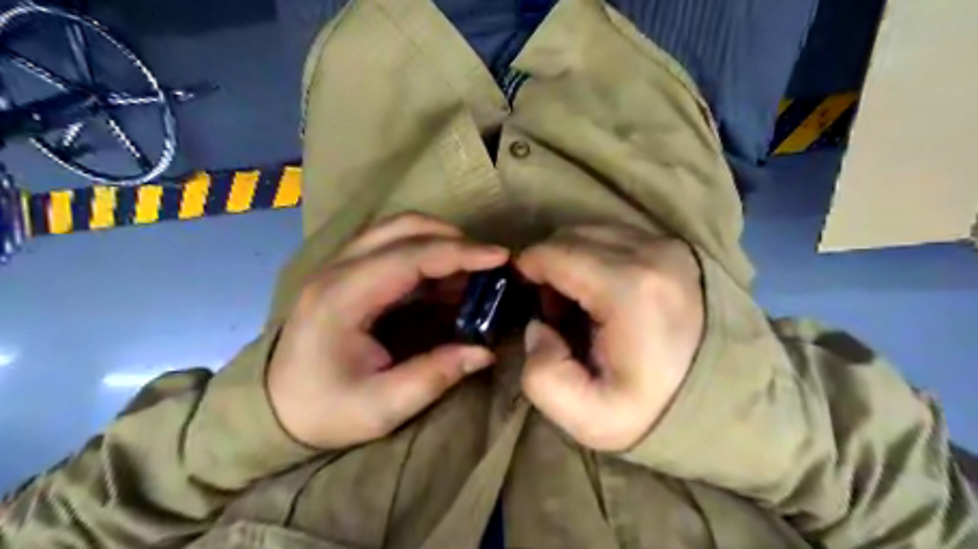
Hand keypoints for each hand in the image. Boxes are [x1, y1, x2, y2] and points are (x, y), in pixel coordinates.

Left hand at [268, 215, 507, 450]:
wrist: (272, 410)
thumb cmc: (323, 411)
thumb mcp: (382, 406)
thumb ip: (435, 375)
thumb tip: (484, 351)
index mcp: (343, 297)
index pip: (410, 256)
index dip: (460, 253)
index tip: (500, 257)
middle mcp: (338, 269)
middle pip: (403, 227)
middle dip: (454, 238)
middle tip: (489, 264)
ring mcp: (340, 265)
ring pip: (398, 229)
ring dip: (440, 240)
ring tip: (472, 270)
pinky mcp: (347, 272)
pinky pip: (393, 245)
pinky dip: (426, 252)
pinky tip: (446, 278)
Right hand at [515, 225, 706, 451]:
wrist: (725, 401)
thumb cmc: (654, 411)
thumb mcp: (587, 417)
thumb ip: (542, 374)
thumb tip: (538, 326)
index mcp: (629, 288)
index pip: (553, 252)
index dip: (527, 272)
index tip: (527, 301)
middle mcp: (652, 253)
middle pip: (570, 235)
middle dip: (549, 267)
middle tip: (554, 310)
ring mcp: (668, 246)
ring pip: (592, 231)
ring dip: (572, 259)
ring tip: (579, 302)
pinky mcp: (676, 249)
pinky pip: (616, 236)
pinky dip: (596, 256)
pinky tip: (603, 291)